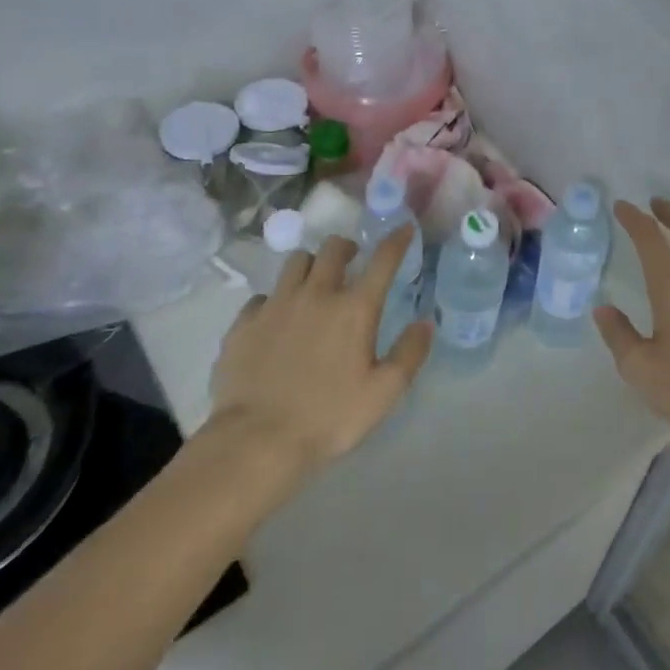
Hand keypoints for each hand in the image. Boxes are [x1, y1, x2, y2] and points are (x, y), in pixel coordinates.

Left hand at [205, 228, 431, 485]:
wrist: (256, 441)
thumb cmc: (330, 417)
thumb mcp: (384, 392)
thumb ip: (410, 353)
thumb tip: (425, 323)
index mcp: (354, 308)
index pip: (382, 260)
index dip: (396, 240)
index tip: (404, 228)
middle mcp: (315, 295)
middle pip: (333, 249)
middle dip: (347, 247)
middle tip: (353, 261)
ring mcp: (275, 306)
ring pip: (295, 262)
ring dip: (311, 265)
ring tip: (315, 282)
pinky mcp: (243, 324)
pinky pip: (262, 297)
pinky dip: (276, 299)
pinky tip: (277, 319)